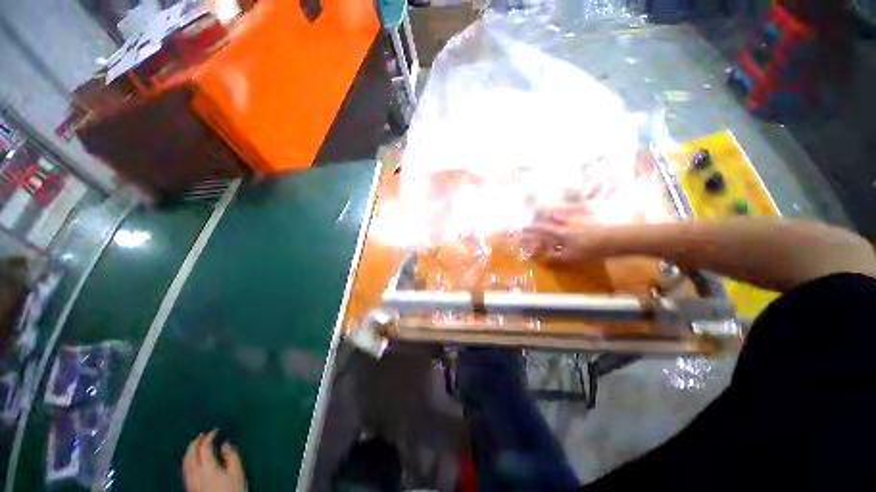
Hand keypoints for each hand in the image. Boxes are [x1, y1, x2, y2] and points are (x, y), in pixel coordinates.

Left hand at [183, 430, 247, 491]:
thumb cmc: (233, 490)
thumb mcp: (238, 472)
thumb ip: (232, 456)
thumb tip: (225, 444)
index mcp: (208, 467)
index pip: (204, 448)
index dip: (209, 437)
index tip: (216, 430)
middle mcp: (195, 474)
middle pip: (190, 455)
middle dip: (195, 443)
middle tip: (202, 434)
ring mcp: (191, 482)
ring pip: (185, 464)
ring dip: (189, 452)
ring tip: (195, 445)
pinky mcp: (190, 489)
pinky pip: (185, 471)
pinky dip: (188, 462)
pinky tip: (192, 462)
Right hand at [523, 212, 607, 262]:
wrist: (615, 239)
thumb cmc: (590, 249)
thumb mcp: (570, 257)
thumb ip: (555, 256)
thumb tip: (542, 257)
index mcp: (560, 232)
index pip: (541, 229)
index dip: (531, 229)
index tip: (522, 229)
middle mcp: (566, 223)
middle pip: (550, 218)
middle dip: (541, 219)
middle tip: (535, 220)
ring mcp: (577, 220)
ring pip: (562, 215)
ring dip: (553, 215)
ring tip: (550, 216)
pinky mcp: (588, 220)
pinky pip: (573, 216)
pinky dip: (567, 216)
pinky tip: (570, 219)